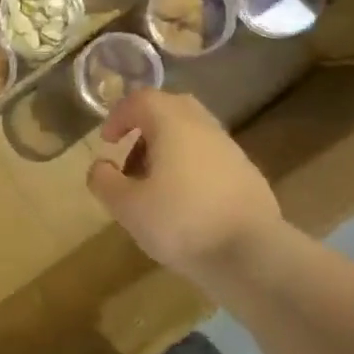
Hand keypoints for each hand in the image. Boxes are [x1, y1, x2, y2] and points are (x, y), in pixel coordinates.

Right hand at [87, 88, 283, 277]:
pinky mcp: (248, 175)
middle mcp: (204, 127)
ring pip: (193, 133)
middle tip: (131, 159)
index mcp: (173, 124)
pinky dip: (191, 167)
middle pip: (171, 108)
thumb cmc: (182, 223)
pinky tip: (185, 203)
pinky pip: (210, 157)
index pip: (141, 99)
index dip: (119, 115)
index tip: (108, 142)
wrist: (253, 254)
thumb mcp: (127, 207)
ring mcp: (231, 150)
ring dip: (168, 149)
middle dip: (145, 128)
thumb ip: (104, 181)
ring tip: (154, 187)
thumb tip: (101, 165)